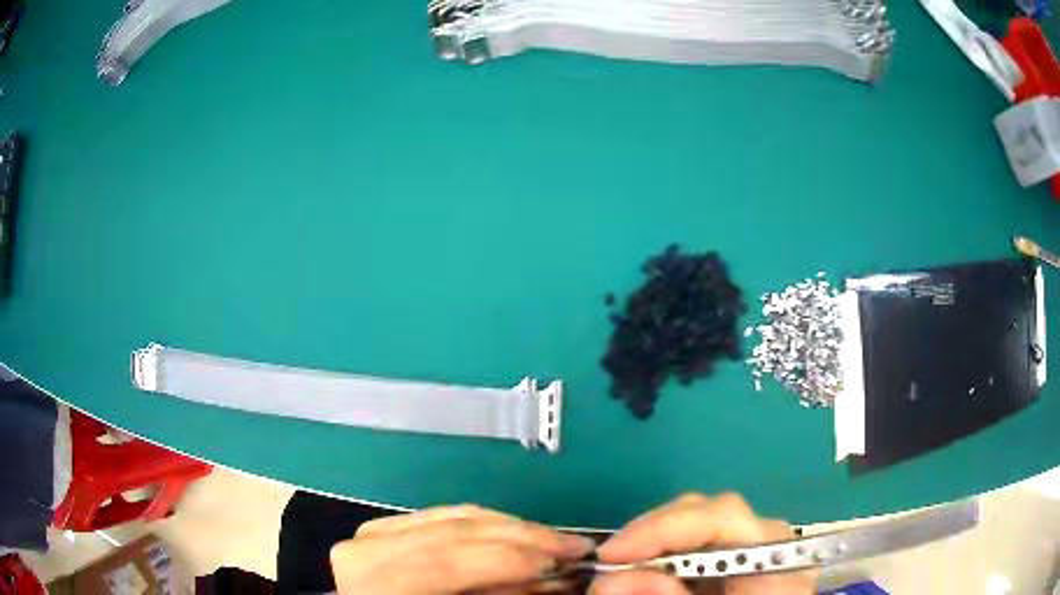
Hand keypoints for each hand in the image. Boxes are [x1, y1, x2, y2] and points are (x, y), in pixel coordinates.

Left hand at [330, 504, 594, 594]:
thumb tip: (552, 579)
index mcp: (376, 582)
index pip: (451, 560)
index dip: (513, 558)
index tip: (567, 558)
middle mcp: (366, 548)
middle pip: (456, 530)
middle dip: (523, 536)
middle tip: (573, 545)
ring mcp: (371, 533)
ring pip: (453, 517)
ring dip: (509, 527)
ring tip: (551, 539)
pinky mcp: (381, 529)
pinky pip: (441, 517)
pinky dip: (482, 525)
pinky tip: (512, 532)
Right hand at [591, 493, 815, 594]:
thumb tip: (609, 580)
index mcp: (775, 560)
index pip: (723, 516)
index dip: (662, 528)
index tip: (610, 555)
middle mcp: (775, 540)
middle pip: (711, 512)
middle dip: (652, 534)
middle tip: (610, 564)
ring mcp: (765, 543)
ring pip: (706, 522)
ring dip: (658, 543)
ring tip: (626, 569)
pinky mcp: (752, 552)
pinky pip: (709, 540)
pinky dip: (674, 554)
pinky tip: (655, 573)